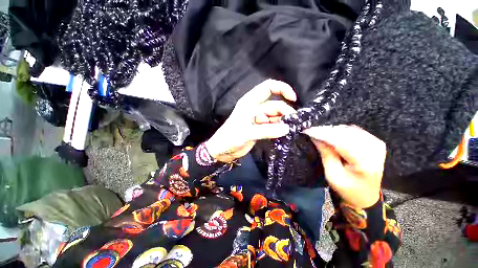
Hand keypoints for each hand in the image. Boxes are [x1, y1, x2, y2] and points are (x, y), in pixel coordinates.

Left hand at [205, 79, 296, 162]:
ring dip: (283, 122)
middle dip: (285, 112)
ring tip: (289, 131)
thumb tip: (287, 128)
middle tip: (292, 124)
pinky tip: (282, 134)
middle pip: (275, 105)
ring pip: (275, 116)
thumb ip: (266, 131)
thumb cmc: (230, 138)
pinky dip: (279, 128)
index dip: (282, 89)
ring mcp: (258, 118)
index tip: (293, 99)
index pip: (268, 87)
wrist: (223, 150)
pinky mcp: (260, 128)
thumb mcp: (247, 133)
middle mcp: (255, 108)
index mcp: (250, 102)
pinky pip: (273, 125)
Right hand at [303, 125, 385, 208]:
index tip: (308, 131)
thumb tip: (315, 137)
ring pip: (349, 130)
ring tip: (321, 135)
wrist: (366, 196)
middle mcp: (374, 151)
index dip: (323, 134)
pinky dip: (341, 132)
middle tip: (312, 132)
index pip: (340, 142)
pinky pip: (354, 131)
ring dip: (333, 131)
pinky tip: (333, 136)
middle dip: (326, 131)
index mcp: (364, 163)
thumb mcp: (332, 174)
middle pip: (345, 134)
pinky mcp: (376, 143)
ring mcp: (377, 145)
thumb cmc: (347, 189)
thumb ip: (326, 154)